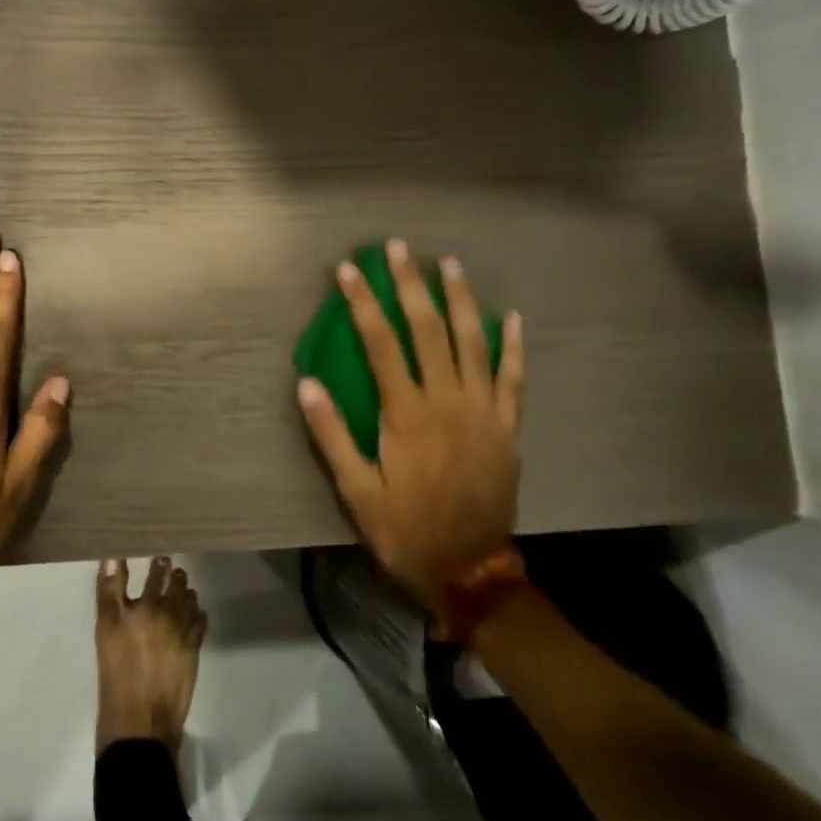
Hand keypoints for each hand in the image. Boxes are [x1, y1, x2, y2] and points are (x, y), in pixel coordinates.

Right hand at [296, 238, 525, 614]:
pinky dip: (513, 347)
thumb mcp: (356, 492)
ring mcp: (484, 411)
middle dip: (411, 285)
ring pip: (474, 343)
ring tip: (450, 263)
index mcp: (407, 414)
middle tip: (400, 248)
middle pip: (428, 330)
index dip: (363, 303)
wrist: (470, 572)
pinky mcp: (507, 427)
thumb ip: (332, 435)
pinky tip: (511, 317)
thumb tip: (306, 384)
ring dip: (461, 299)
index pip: (381, 344)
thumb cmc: (405, 530)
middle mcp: (448, 401)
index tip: (350, 270)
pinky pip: (514, 379)